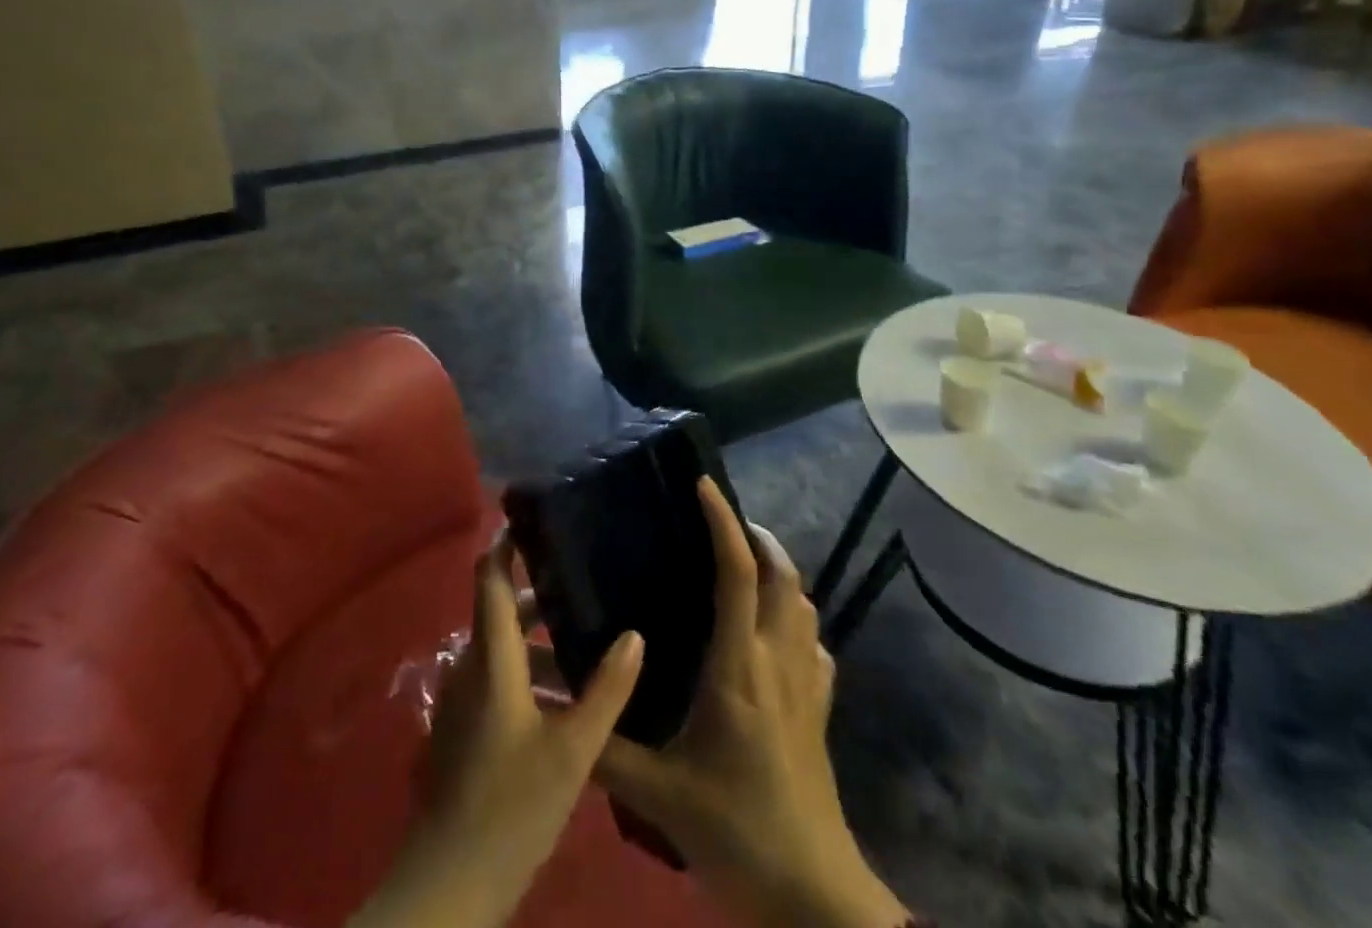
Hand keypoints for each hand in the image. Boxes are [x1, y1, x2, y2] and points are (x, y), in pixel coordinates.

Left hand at [350, 532, 644, 927]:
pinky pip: (497, 681)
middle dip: (538, 598)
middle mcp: (471, 668)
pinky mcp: (464, 731)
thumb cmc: (511, 806)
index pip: (490, 579)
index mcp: (491, 658)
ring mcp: (463, 702)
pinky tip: (567, 698)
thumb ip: (606, 690)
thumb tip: (635, 634)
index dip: (506, 545)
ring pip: (502, 652)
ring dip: (538, 644)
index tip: (533, 520)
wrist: (449, 887)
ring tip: (587, 642)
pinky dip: (528, 674)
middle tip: (584, 583)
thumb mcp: (573, 749)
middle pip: (501, 613)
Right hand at [595, 480, 911, 927]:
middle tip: (724, 523)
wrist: (812, 896)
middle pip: (782, 576)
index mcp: (739, 666)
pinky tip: (776, 634)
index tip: (704, 485)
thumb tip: (549, 707)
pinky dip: (796, 620)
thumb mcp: (658, 794)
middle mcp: (778, 661)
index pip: (737, 573)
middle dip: (758, 537)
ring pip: (803, 605)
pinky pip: (815, 646)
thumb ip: (603, 748)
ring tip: (746, 565)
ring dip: (780, 573)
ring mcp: (807, 685)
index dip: (723, 521)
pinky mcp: (821, 711)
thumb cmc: (735, 830)